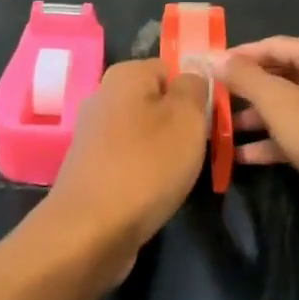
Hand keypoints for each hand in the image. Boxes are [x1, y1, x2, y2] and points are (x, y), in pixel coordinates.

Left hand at [39, 59, 209, 281]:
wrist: (90, 230)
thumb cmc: (146, 165)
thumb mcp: (187, 118)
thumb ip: (194, 88)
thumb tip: (192, 77)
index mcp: (125, 74)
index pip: (172, 69)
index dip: (194, 93)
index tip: (208, 122)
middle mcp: (103, 95)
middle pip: (156, 101)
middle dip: (179, 124)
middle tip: (197, 151)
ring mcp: (93, 133)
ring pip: (143, 132)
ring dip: (163, 151)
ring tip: (177, 176)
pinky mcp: (90, 167)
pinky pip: (128, 159)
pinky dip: (143, 173)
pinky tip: (153, 193)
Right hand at [219, 37, 298, 238]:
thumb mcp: (280, 103)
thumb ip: (244, 78)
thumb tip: (212, 57)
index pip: (268, 45)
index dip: (235, 57)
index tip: (203, 70)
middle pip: (277, 75)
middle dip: (243, 91)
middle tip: (207, 102)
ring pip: (286, 107)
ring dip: (254, 119)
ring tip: (217, 131)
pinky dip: (273, 142)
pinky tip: (242, 158)